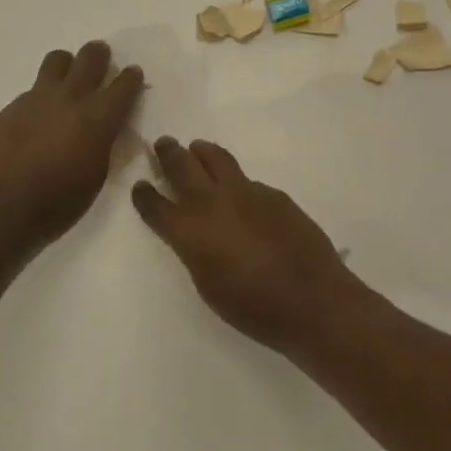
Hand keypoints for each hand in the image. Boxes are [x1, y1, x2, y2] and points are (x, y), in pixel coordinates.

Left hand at [0, 42, 143, 247]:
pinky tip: (39, 116)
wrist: (3, 207)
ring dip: (68, 64)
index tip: (133, 75)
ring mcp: (38, 98)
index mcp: (98, 117)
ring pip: (58, 60)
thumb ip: (104, 142)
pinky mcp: (13, 106)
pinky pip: (34, 88)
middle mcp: (71, 98)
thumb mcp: (97, 174)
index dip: (132, 77)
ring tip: (68, 80)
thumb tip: (105, 128)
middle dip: (100, 55)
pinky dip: (43, 95)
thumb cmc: (59, 202)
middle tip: (102, 61)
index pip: (124, 84)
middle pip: (90, 57)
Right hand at [132, 137, 368, 355]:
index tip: (140, 186)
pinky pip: (247, 180)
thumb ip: (195, 250)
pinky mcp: (273, 194)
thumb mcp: (207, 284)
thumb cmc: (252, 307)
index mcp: (189, 229)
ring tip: (197, 148)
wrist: (310, 299)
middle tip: (163, 143)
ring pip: (217, 159)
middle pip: (182, 166)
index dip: (144, 194)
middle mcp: (212, 202)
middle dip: (168, 153)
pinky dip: (236, 181)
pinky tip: (241, 194)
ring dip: (202, 152)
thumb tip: (196, 233)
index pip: (156, 204)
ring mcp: (246, 192)